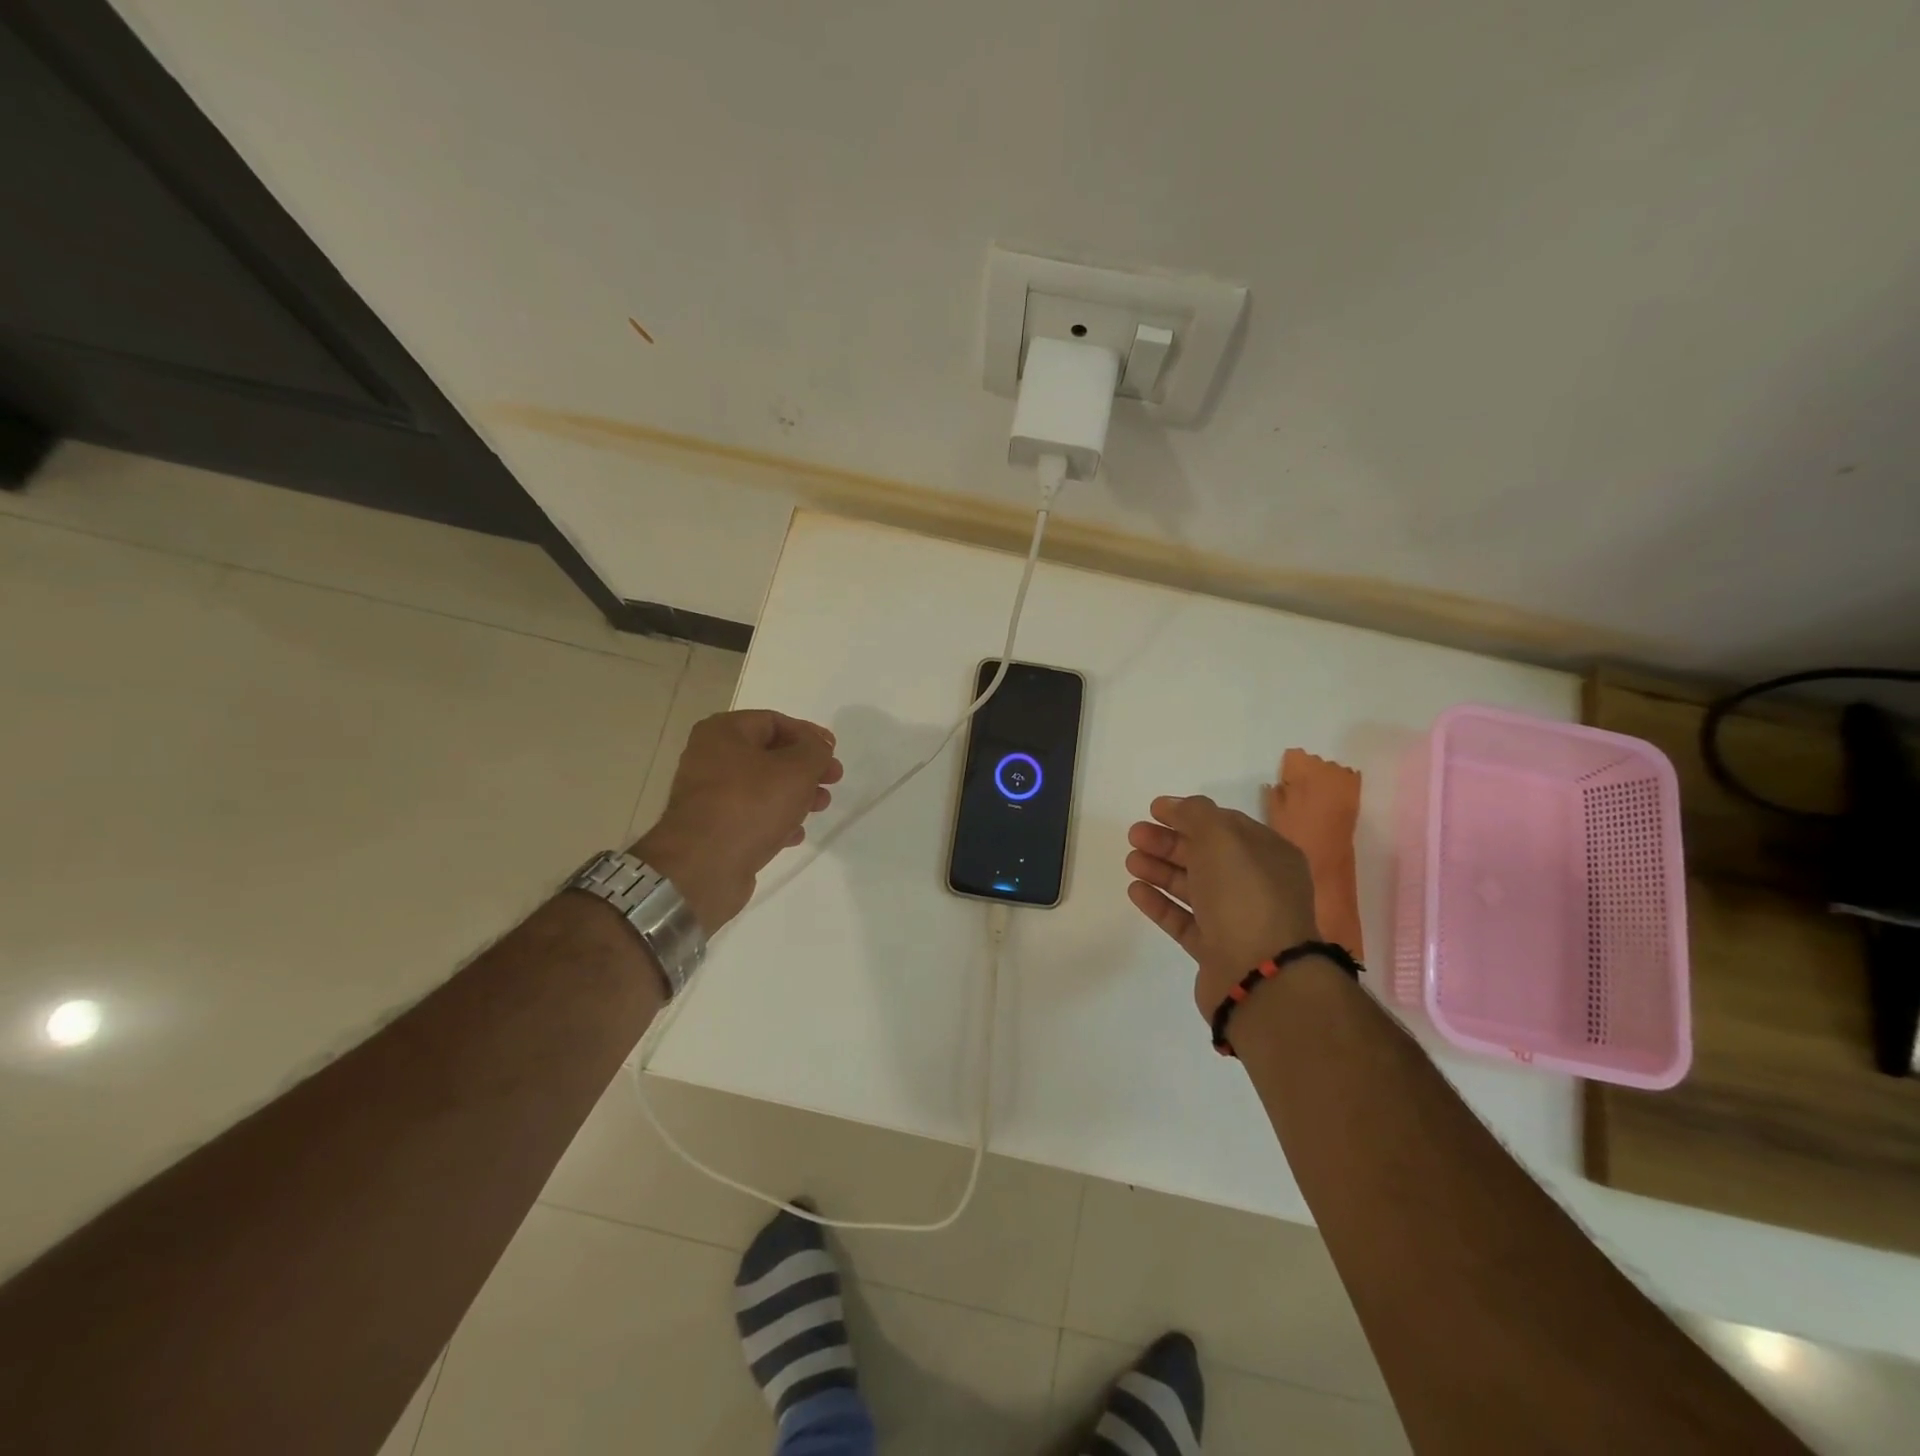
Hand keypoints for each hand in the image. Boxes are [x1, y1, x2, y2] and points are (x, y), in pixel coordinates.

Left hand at [632, 710, 843, 932]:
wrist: (703, 867)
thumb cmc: (751, 804)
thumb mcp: (797, 769)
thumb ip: (815, 751)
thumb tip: (817, 748)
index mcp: (723, 732)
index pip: (773, 721)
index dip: (808, 734)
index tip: (833, 751)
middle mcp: (710, 758)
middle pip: (769, 754)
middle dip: (805, 767)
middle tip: (832, 780)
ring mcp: (709, 796)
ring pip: (762, 787)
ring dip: (795, 795)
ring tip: (820, 807)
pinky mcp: (713, 828)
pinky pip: (751, 815)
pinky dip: (776, 820)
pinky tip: (796, 834)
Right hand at [1126, 795, 1319, 1019]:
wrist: (1259, 975)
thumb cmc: (1244, 895)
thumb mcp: (1221, 838)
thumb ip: (1196, 814)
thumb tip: (1177, 807)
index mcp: (1268, 854)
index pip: (1225, 825)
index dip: (1189, 814)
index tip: (1154, 810)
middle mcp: (1256, 885)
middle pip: (1206, 856)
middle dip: (1169, 842)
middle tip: (1134, 835)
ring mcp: (1236, 920)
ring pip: (1193, 888)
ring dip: (1161, 870)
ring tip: (1131, 861)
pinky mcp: (1216, 951)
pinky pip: (1184, 920)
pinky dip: (1160, 903)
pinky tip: (1136, 891)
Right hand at [1265, 749, 1360, 866]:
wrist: (1327, 862)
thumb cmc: (1294, 836)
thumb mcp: (1274, 813)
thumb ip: (1275, 792)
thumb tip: (1279, 782)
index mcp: (1303, 770)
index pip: (1294, 755)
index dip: (1288, 769)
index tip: (1285, 785)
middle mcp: (1327, 769)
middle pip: (1314, 760)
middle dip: (1306, 772)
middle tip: (1298, 793)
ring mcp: (1346, 781)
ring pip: (1331, 769)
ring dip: (1323, 779)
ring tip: (1315, 799)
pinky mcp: (1357, 795)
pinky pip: (1347, 780)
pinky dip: (1338, 786)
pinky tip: (1331, 801)